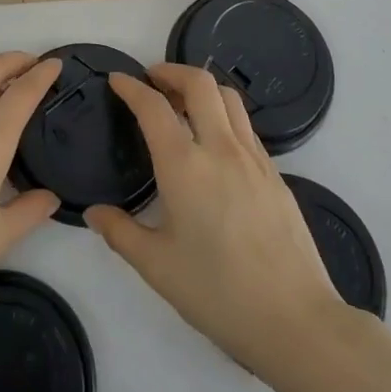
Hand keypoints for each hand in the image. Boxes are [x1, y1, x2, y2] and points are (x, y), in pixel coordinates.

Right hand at [86, 64, 347, 375]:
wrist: (296, 320)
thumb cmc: (218, 293)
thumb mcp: (157, 267)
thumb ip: (121, 233)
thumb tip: (94, 213)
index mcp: (184, 166)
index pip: (153, 107)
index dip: (131, 87)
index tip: (117, 80)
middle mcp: (220, 149)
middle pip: (199, 83)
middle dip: (172, 71)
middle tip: (152, 80)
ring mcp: (254, 159)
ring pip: (229, 98)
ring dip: (201, 88)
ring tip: (183, 103)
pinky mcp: (275, 175)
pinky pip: (245, 126)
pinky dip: (223, 115)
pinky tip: (214, 143)